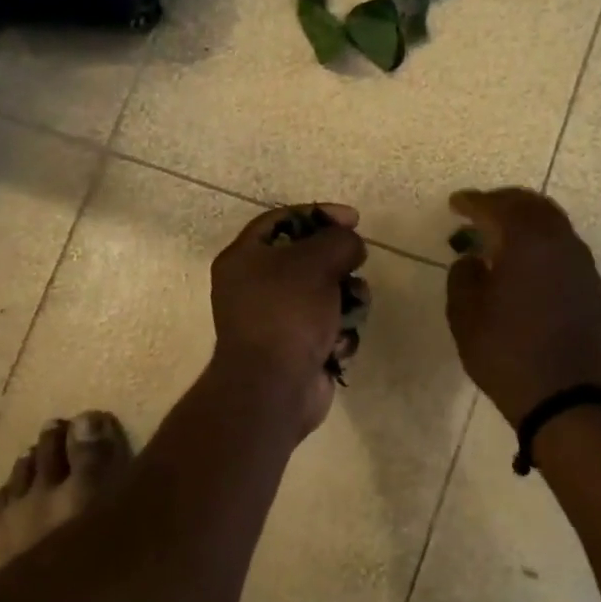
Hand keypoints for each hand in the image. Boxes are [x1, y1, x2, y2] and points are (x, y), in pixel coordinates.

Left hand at [209, 203, 368, 435]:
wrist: (275, 387)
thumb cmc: (288, 313)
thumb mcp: (316, 261)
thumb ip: (339, 241)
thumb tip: (351, 247)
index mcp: (245, 258)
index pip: (282, 220)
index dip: (319, 214)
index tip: (353, 220)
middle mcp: (255, 286)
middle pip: (308, 258)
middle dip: (339, 264)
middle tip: (355, 266)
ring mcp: (277, 320)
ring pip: (326, 294)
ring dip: (347, 300)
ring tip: (352, 310)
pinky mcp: (297, 348)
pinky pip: (328, 327)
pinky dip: (339, 333)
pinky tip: (338, 345)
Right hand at [445, 189, 600, 427]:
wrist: (565, 396)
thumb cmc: (506, 353)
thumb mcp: (465, 316)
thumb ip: (462, 276)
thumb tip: (472, 260)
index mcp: (527, 242)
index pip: (497, 208)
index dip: (473, 202)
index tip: (455, 203)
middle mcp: (560, 243)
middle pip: (532, 205)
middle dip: (503, 202)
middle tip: (479, 211)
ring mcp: (582, 264)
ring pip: (553, 224)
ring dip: (526, 221)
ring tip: (501, 234)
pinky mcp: (592, 286)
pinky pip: (564, 247)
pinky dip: (541, 242)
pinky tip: (526, 263)